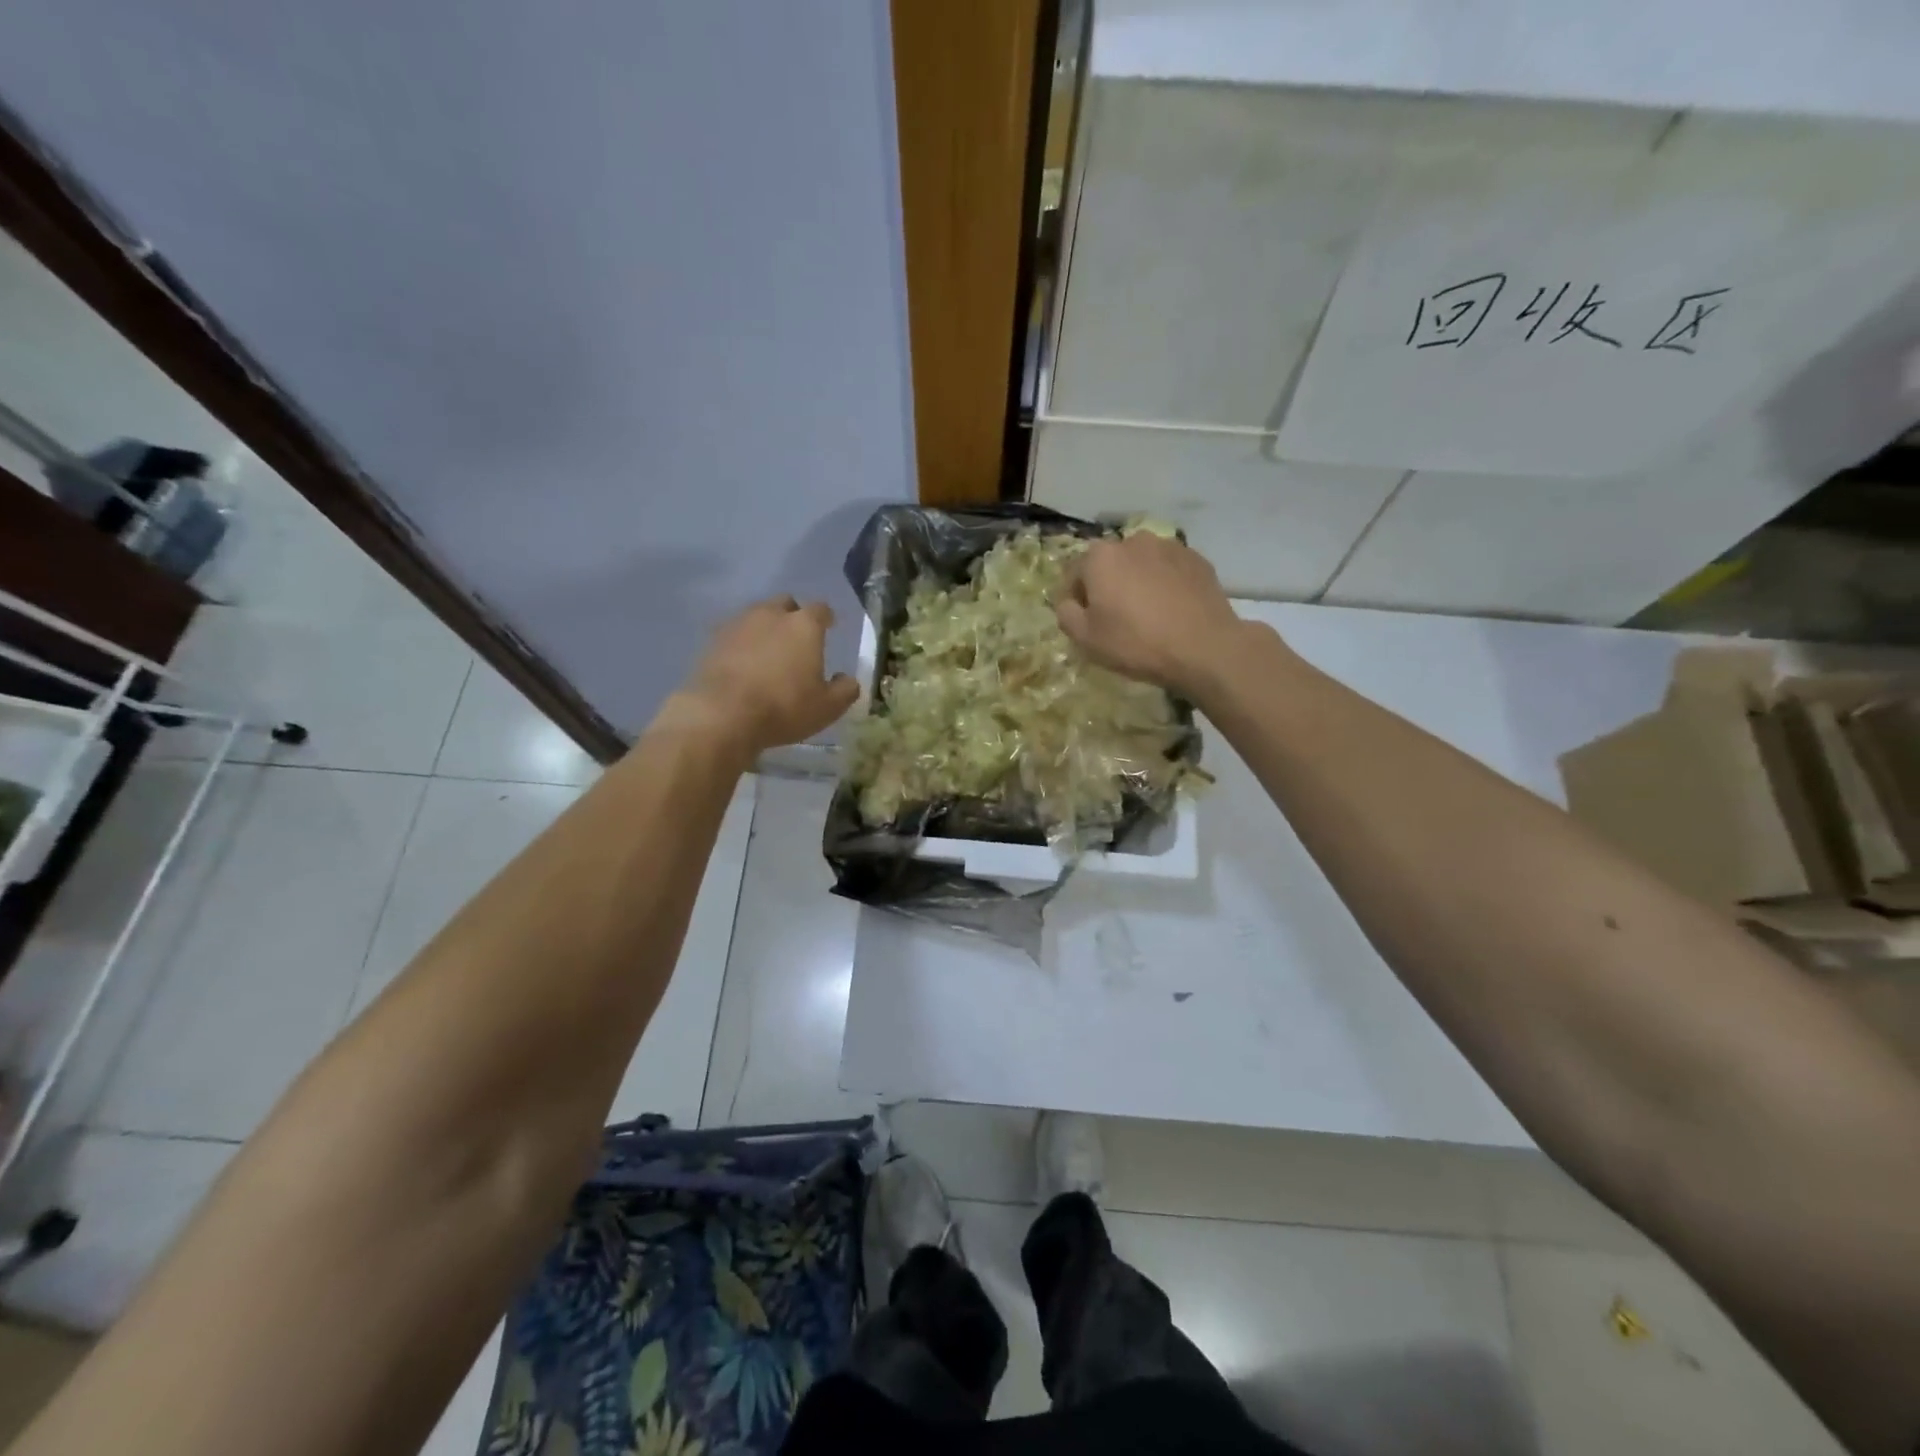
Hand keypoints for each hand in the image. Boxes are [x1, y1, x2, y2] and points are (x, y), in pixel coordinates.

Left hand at [667, 597, 858, 759]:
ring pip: (756, 615)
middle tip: (796, 638)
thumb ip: (844, 690)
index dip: (826, 618)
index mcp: (804, 626)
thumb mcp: (827, 707)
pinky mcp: (713, 640)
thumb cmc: (784, 707)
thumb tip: (848, 679)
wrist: (723, 714)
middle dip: (793, 616)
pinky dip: (742, 643)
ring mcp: (738, 624)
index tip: (829, 626)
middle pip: (785, 604)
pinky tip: (743, 663)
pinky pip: (734, 634)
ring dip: (765, 627)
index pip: (821, 609)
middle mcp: (771, 615)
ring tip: (768, 651)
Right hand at [1056, 534, 1251, 699]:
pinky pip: (1169, 570)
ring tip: (1147, 613)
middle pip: (1109, 564)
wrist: (1204, 647)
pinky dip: (1164, 584)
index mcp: (1100, 557)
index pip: (1074, 573)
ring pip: (1141, 564)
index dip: (1075, 598)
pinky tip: (1171, 610)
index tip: (1084, 621)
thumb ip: (1066, 613)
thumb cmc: (1136, 643)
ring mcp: (1169, 547)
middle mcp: (1132, 541)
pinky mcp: (1197, 559)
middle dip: (1108, 585)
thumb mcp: (1086, 639)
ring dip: (1137, 582)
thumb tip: (1069, 601)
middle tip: (1116, 618)